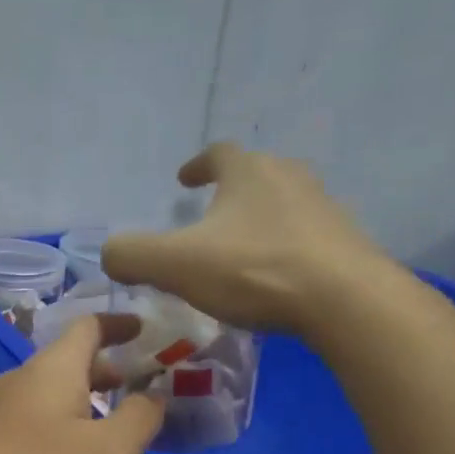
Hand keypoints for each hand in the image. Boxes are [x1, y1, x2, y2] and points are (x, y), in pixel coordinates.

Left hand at [0, 315, 165, 453]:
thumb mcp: (112, 453)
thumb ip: (141, 415)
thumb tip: (153, 391)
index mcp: (51, 370)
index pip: (88, 327)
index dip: (119, 324)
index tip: (145, 330)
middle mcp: (18, 381)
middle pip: (68, 360)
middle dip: (107, 370)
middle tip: (140, 388)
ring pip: (49, 393)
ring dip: (84, 400)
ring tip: (113, 426)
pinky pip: (32, 420)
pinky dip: (61, 424)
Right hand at [99, 144, 401, 336]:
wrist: (344, 300)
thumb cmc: (253, 270)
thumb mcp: (174, 264)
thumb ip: (131, 255)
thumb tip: (110, 255)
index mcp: (248, 172)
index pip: (218, 153)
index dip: (197, 165)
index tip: (184, 180)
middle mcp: (289, 178)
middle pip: (255, 175)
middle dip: (229, 192)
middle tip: (208, 217)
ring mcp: (323, 209)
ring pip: (282, 206)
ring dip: (257, 221)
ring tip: (238, 251)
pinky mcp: (344, 243)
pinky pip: (303, 238)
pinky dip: (282, 249)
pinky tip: (272, 279)